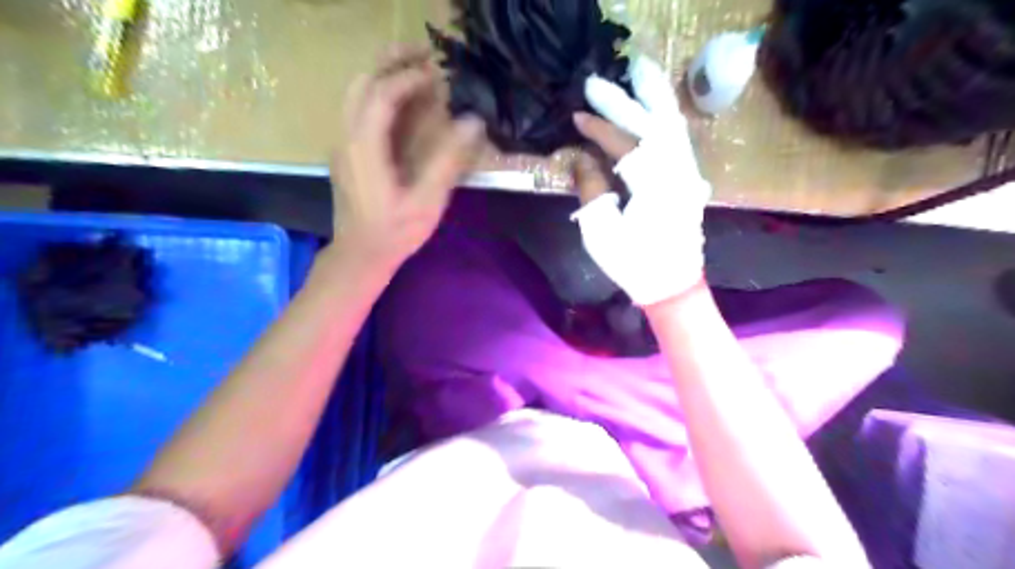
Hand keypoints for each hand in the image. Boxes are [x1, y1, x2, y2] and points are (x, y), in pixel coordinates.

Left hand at [326, 46, 480, 273]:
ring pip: (356, 94)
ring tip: (417, 74)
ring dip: (384, 77)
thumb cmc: (395, 232)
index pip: (381, 96)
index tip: (438, 74)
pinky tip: (404, 106)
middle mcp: (346, 138)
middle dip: (391, 64)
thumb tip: (472, 122)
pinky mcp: (347, 153)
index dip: (409, 79)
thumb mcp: (426, 201)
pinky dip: (381, 96)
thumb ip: (448, 161)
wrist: (360, 255)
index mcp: (363, 148)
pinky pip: (359, 111)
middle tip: (425, 57)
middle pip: (362, 84)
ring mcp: (343, 144)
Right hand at [573, 53, 706, 305]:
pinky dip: (665, 119)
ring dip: (654, 98)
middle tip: (596, 82)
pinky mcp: (690, 180)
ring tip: (638, 73)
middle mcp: (678, 172)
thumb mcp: (601, 232)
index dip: (600, 128)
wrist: (672, 286)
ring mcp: (689, 174)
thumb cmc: (633, 264)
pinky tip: (655, 109)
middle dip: (623, 101)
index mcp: (654, 185)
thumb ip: (591, 190)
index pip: (625, 144)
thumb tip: (582, 159)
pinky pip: (678, 140)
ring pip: (674, 125)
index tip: (577, 116)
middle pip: (653, 123)